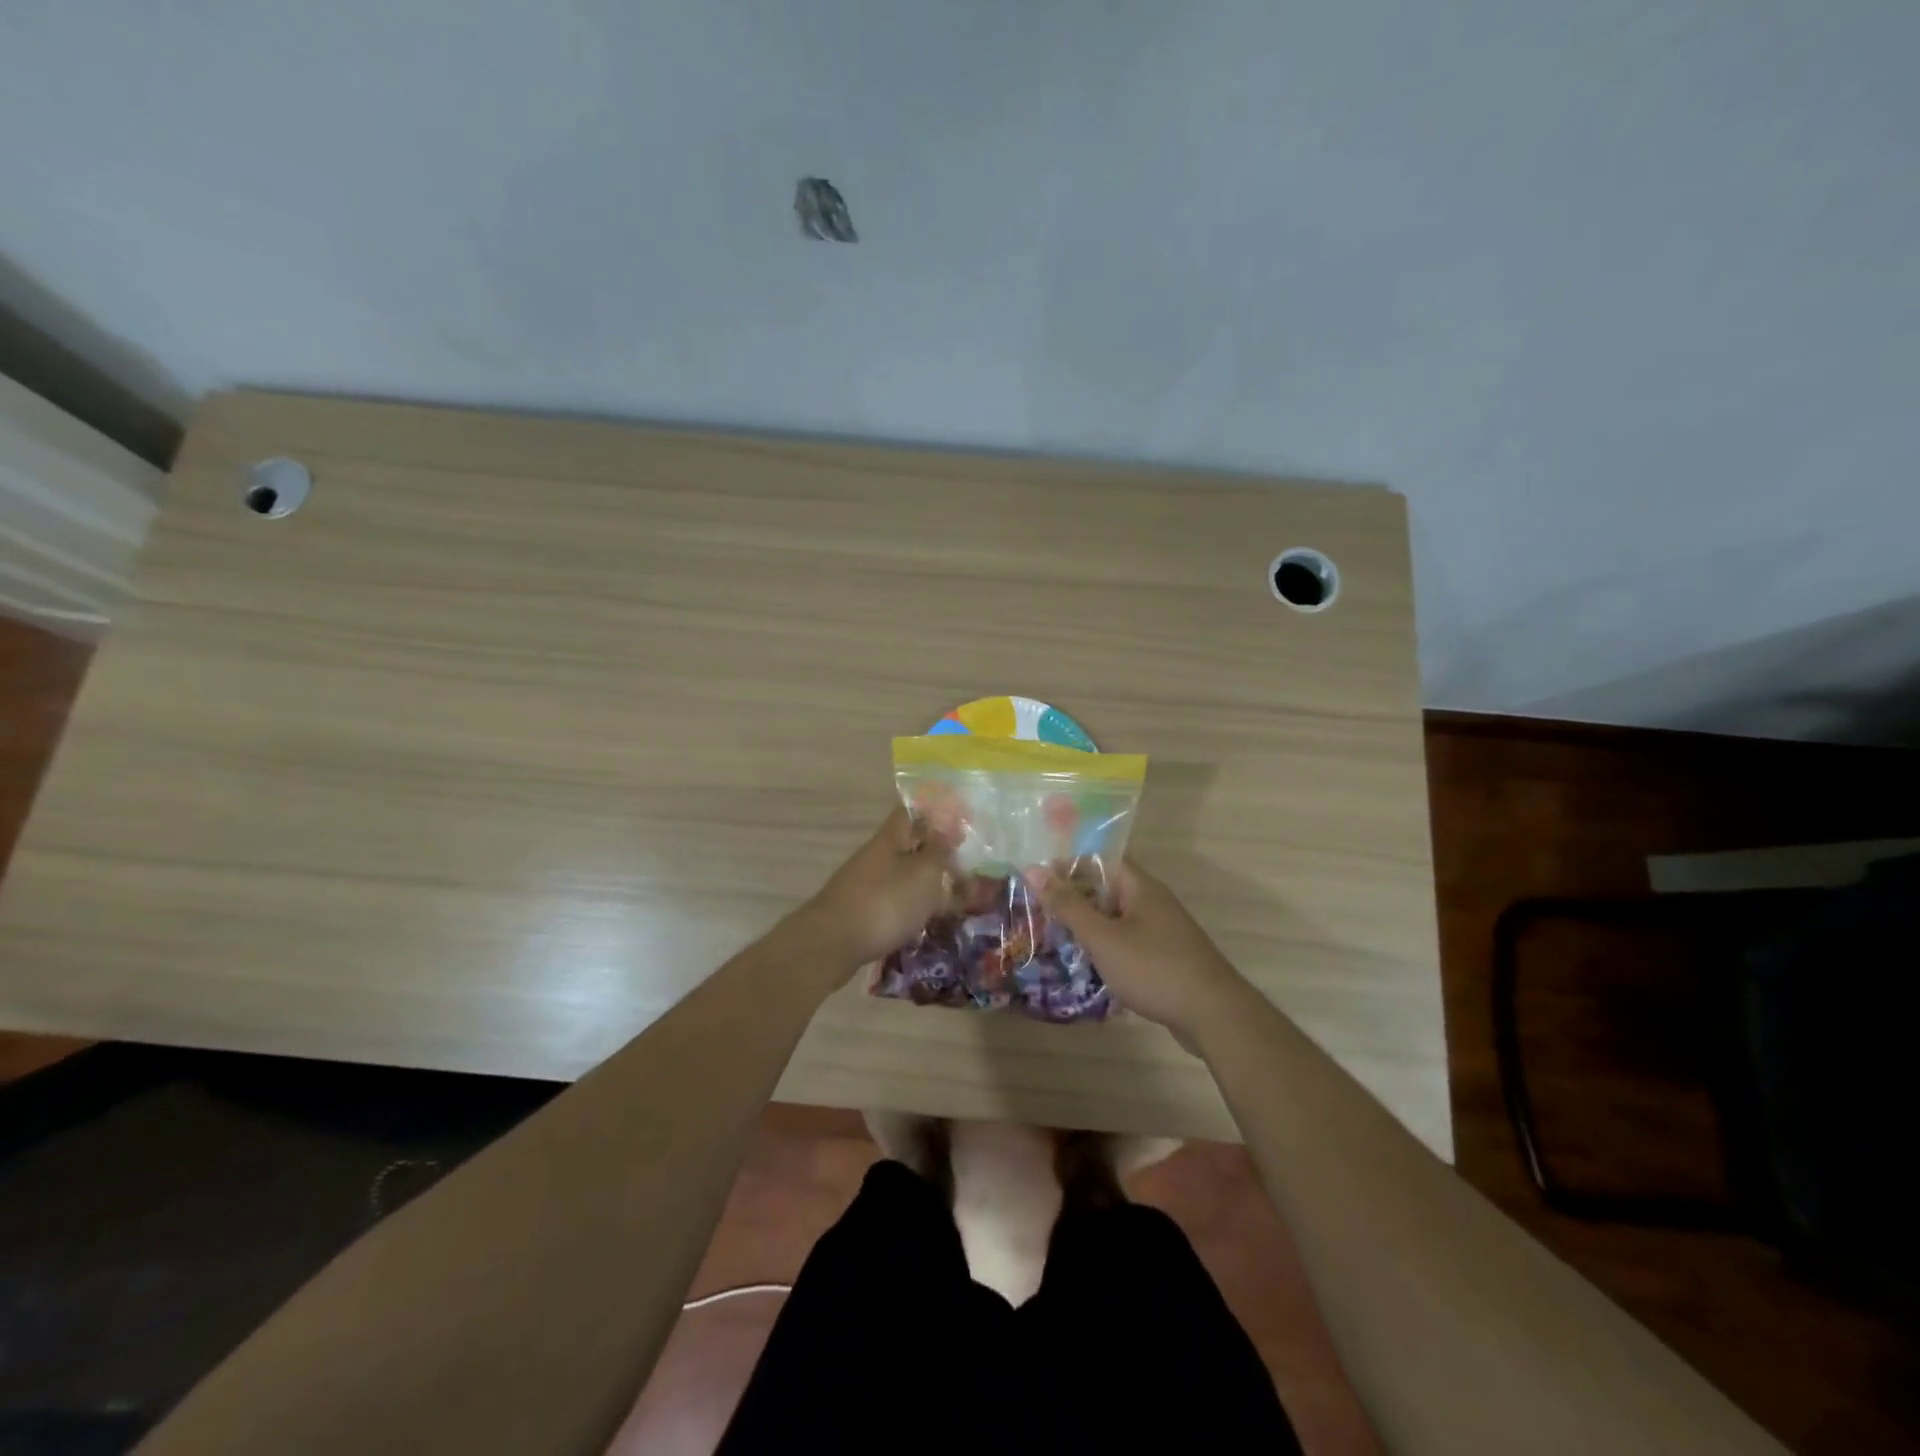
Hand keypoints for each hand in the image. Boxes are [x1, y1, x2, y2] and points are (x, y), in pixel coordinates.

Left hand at [792, 805, 955, 973]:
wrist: (832, 945)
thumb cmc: (885, 902)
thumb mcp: (924, 872)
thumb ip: (939, 850)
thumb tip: (949, 829)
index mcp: (890, 838)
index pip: (911, 811)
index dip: (934, 810)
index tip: (960, 819)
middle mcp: (875, 856)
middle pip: (908, 844)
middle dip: (935, 851)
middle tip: (966, 863)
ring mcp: (865, 884)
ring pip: (902, 874)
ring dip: (926, 881)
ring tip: (955, 896)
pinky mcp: (861, 912)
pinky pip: (894, 900)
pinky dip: (913, 905)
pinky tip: (928, 919)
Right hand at [1036, 860, 1249, 1046]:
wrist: (1214, 1015)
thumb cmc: (1154, 968)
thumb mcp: (1103, 937)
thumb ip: (1068, 905)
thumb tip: (1033, 868)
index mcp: (1140, 887)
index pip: (1100, 859)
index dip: (1068, 865)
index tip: (1036, 879)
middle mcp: (1152, 901)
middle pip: (1106, 888)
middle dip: (1073, 898)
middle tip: (1037, 910)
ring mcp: (1162, 930)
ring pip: (1116, 917)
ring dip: (1088, 925)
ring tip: (1053, 937)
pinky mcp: (1165, 957)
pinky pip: (1128, 941)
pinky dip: (1106, 947)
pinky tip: (1086, 965)